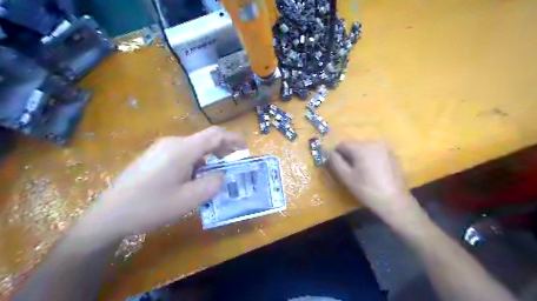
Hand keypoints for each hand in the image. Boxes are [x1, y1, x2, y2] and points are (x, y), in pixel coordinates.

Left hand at [78, 127, 244, 239]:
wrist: (109, 215)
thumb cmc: (151, 207)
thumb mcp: (189, 199)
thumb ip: (212, 184)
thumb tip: (221, 174)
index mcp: (182, 149)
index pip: (215, 135)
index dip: (233, 139)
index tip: (245, 148)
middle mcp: (172, 143)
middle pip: (204, 140)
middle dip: (222, 150)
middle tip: (233, 164)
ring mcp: (160, 148)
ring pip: (193, 147)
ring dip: (208, 158)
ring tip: (214, 175)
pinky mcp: (154, 156)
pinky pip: (182, 153)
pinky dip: (195, 161)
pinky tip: (193, 178)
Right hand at [328, 140, 418, 220]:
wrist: (395, 202)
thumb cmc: (367, 190)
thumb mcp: (346, 177)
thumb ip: (334, 161)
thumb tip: (325, 151)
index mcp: (362, 147)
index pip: (342, 144)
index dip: (336, 154)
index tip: (338, 167)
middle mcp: (374, 142)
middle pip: (353, 145)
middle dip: (348, 155)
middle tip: (349, 172)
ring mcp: (385, 147)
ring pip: (364, 148)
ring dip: (359, 156)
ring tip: (362, 173)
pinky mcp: (392, 154)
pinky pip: (374, 151)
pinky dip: (369, 158)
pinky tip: (373, 172)